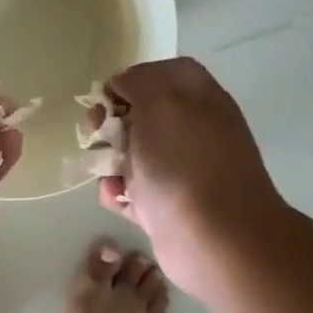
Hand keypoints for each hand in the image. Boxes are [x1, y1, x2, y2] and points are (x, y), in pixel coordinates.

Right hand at [96, 58, 282, 300]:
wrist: (214, 239)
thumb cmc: (184, 163)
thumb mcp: (160, 102)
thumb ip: (139, 81)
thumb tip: (124, 84)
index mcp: (199, 99)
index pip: (163, 73)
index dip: (132, 79)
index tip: (108, 96)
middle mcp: (192, 130)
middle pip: (142, 114)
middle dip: (112, 122)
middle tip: (98, 132)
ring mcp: (180, 170)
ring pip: (132, 154)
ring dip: (110, 161)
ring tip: (110, 174)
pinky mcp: (167, 205)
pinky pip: (132, 191)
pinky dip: (119, 194)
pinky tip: (120, 199)